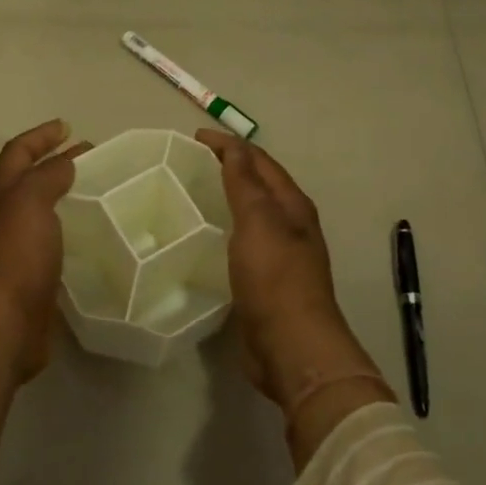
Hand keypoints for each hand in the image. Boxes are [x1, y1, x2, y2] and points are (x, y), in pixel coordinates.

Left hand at [0, 118, 90, 382]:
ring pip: (40, 209)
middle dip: (53, 162)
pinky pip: (52, 240)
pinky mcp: (31, 274)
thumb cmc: (16, 256)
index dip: (40, 136)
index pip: (17, 152)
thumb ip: (48, 177)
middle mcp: (2, 217)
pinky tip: (91, 233)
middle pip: (27, 179)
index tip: (68, 126)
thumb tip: (65, 163)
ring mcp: (15, 247)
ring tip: (95, 190)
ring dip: (63, 194)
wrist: (4, 325)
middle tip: (89, 155)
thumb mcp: (30, 202)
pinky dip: (69, 228)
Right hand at [196, 131, 388, 451]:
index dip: (230, 146)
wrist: (291, 346)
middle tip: (192, 162)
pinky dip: (225, 230)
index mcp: (292, 205)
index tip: (195, 138)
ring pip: (252, 214)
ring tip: (195, 194)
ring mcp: (280, 255)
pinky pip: (243, 242)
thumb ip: (245, 183)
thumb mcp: (258, 222)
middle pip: (259, 185)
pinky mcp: (266, 281)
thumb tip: (235, 145)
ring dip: (228, 198)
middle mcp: (291, 225)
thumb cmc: (275, 278)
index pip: (259, 161)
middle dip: (231, 167)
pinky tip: (205, 238)